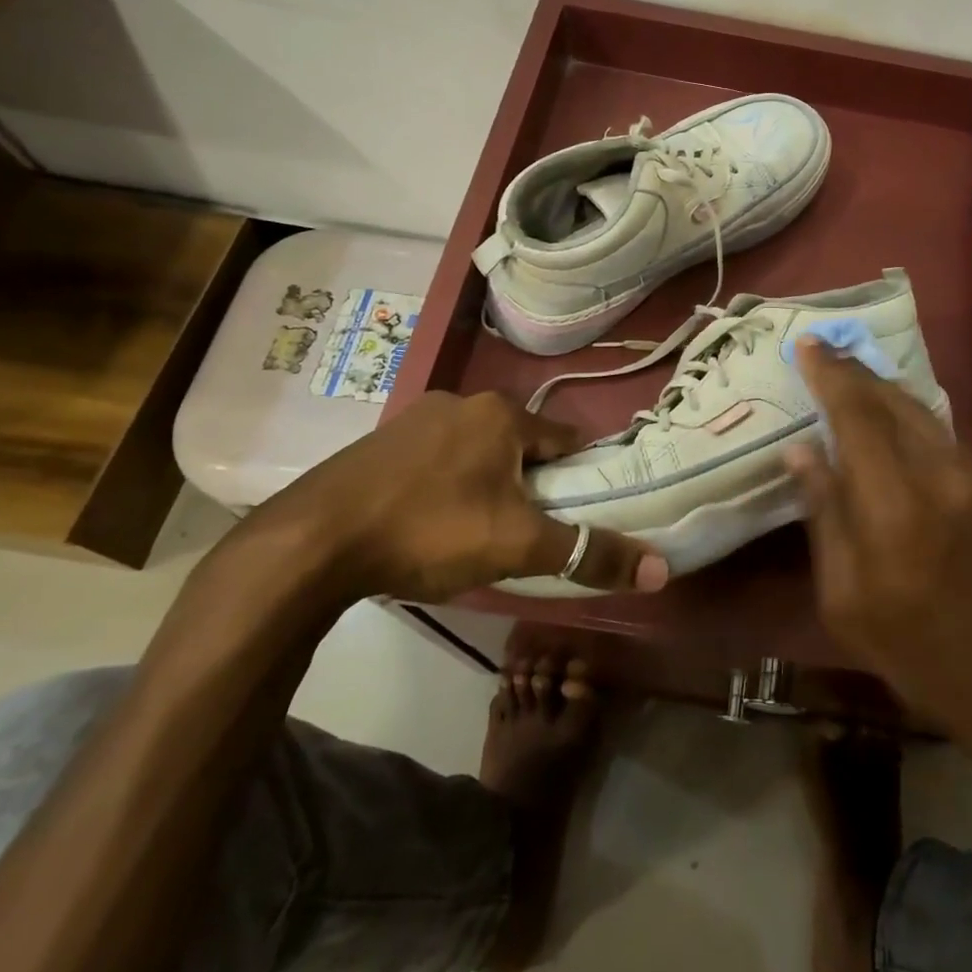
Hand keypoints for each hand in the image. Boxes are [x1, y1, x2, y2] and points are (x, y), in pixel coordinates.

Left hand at [259, 390, 666, 603]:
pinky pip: (435, 458)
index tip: (574, 512)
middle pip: (520, 445)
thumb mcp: (518, 546)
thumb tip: (659, 569)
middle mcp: (463, 402)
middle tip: (523, 531)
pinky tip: (428, 522)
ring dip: (487, 483)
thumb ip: (588, 554)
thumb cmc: (430, 530)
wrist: (312, 541)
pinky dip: (446, 483)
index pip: (565, 440)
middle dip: (529, 483)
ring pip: (476, 451)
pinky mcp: (380, 441)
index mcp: (503, 415)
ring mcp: (416, 417)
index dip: (577, 477)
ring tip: (475, 532)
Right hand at [787, 341, 971, 764]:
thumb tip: (801, 450)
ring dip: (885, 390)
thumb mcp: (847, 604)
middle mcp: (944, 480)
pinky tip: (894, 420)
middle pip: (894, 402)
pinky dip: (913, 419)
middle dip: (855, 373)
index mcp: (896, 512)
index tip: (807, 344)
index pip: (857, 418)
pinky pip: (946, 438)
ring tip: (852, 376)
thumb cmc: (921, 661)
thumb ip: (825, 517)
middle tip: (824, 351)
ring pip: (924, 414)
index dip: (830, 376)